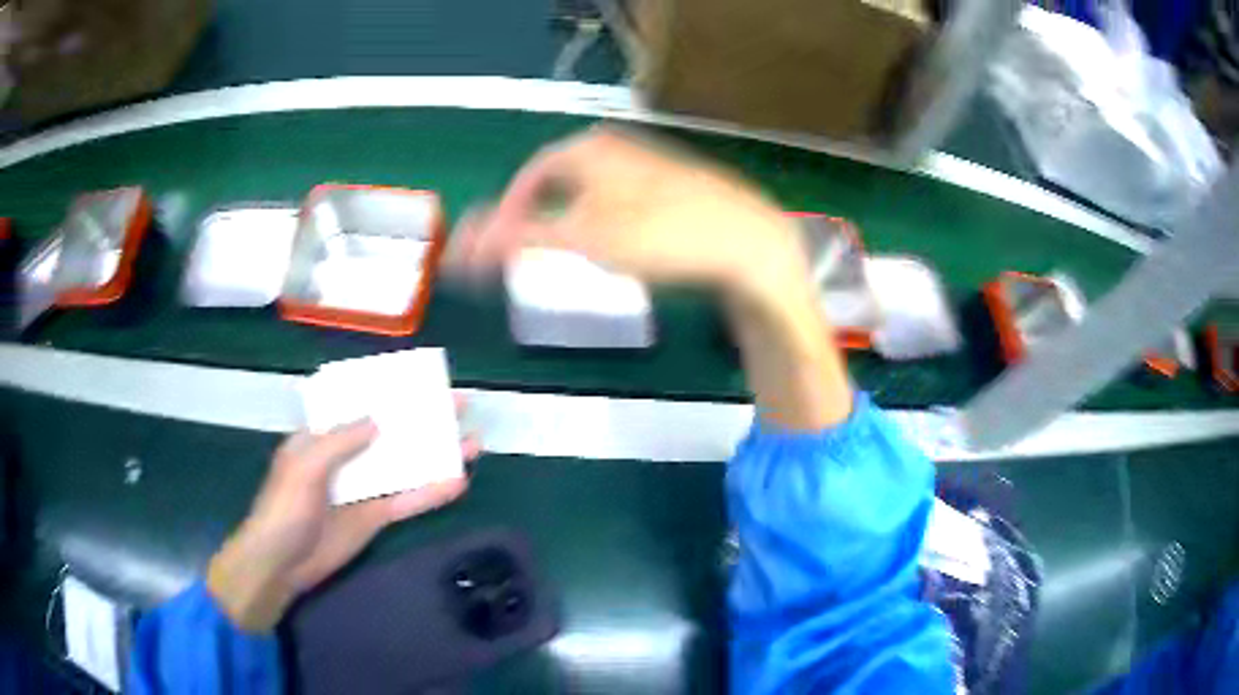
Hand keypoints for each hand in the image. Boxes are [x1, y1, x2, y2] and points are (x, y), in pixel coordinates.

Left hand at [207, 412, 479, 632]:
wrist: (281, 565)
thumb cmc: (284, 509)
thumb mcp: (304, 467)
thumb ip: (339, 442)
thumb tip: (378, 420)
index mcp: (322, 436)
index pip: (358, 405)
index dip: (387, 392)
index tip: (418, 381)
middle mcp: (346, 457)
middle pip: (389, 432)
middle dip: (422, 419)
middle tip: (459, 405)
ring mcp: (363, 488)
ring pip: (404, 465)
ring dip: (434, 455)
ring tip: (472, 442)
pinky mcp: (375, 517)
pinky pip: (407, 501)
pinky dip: (431, 493)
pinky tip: (458, 483)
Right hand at [450, 126, 813, 305]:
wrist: (746, 242)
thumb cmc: (660, 233)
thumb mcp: (582, 237)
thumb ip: (520, 238)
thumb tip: (465, 247)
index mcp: (587, 148)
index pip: (530, 176)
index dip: (510, 211)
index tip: (504, 245)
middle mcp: (615, 147)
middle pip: (560, 182)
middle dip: (541, 217)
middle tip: (536, 253)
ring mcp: (647, 164)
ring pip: (591, 192)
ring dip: (574, 221)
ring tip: (576, 255)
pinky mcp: (672, 186)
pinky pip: (621, 201)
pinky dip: (607, 223)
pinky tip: (622, 247)